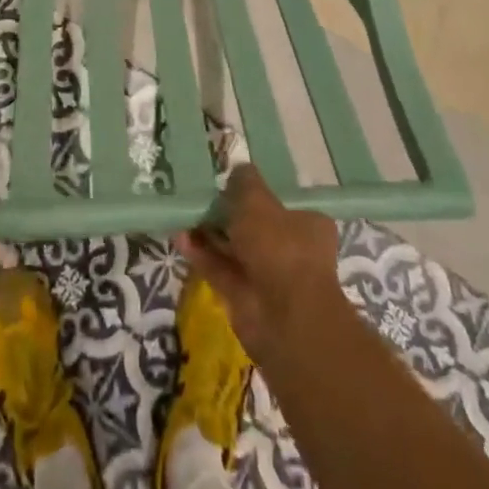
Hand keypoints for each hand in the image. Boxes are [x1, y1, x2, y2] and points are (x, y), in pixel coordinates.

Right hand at [175, 164, 344, 359]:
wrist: (284, 318)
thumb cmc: (280, 247)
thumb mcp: (258, 200)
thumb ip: (245, 182)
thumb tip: (238, 169)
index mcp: (308, 224)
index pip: (282, 202)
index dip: (258, 192)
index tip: (232, 181)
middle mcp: (292, 249)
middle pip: (255, 226)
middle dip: (229, 213)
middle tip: (203, 195)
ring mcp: (268, 276)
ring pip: (235, 248)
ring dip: (211, 234)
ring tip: (184, 213)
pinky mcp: (245, 296)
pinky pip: (220, 269)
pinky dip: (202, 255)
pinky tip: (181, 238)